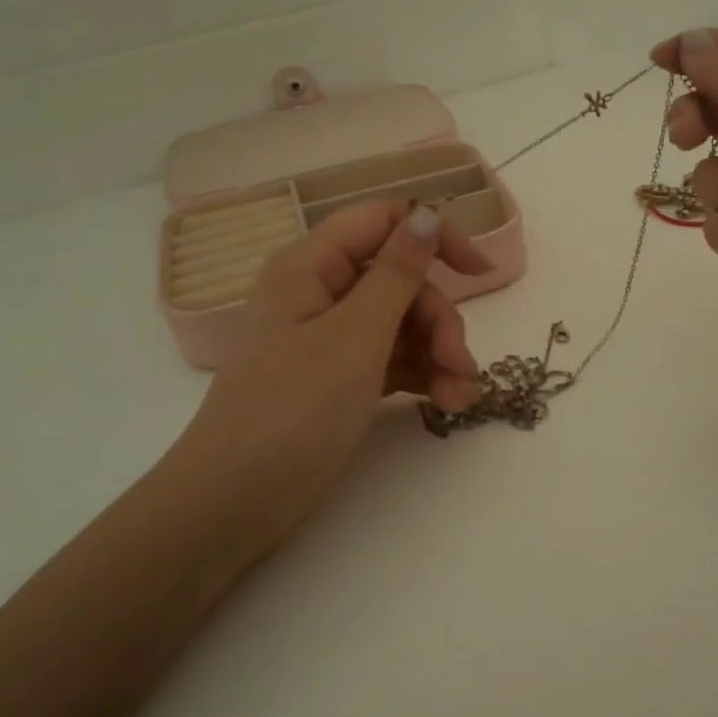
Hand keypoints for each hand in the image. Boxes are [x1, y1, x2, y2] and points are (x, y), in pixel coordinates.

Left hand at [169, 201, 488, 545]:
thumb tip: (426, 215)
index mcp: (312, 266)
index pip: (382, 222)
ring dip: (440, 354)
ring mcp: (332, 339)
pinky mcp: (343, 379)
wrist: (238, 501)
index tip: (479, 274)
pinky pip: (395, 359)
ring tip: (460, 397)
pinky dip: (424, 375)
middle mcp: (322, 293)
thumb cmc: (294, 409)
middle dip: (439, 320)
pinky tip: (448, 402)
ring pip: (404, 324)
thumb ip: (397, 274)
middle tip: (460, 364)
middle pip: (402, 282)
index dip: (434, 237)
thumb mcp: (355, 336)